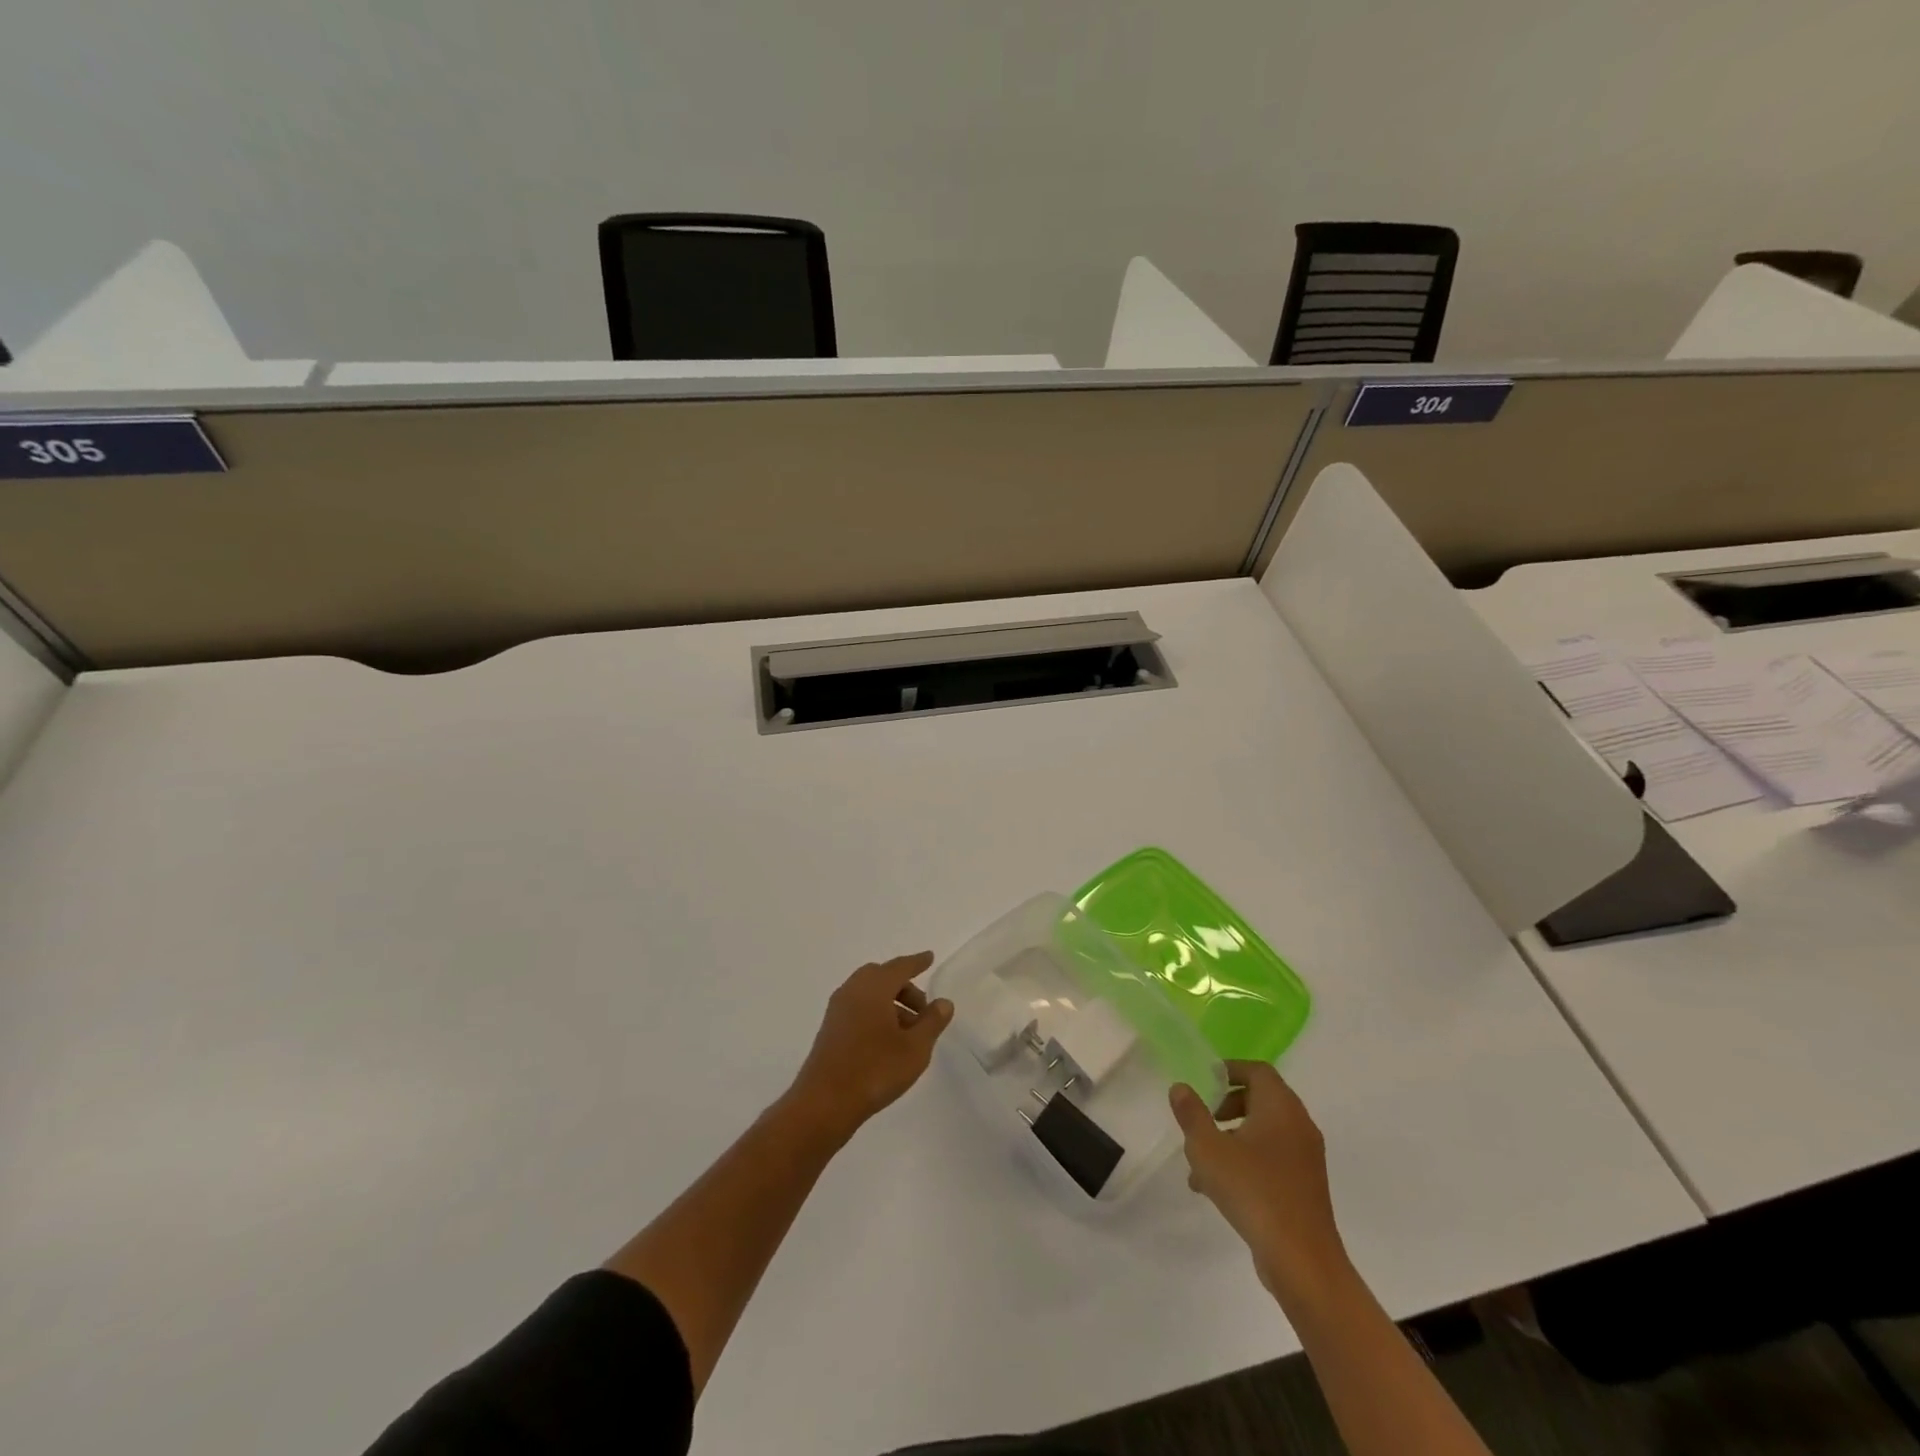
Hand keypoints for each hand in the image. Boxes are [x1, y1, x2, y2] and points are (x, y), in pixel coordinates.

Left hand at [788, 952, 952, 1142]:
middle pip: (882, 977)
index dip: (917, 962)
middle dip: (905, 988)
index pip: (900, 966)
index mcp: (873, 988)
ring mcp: (837, 1010)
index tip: (929, 957)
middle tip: (923, 1008)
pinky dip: (876, 1014)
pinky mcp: (830, 1030)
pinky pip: (858, 1009)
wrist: (824, 1103)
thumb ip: (932, 1022)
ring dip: (891, 1004)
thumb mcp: (915, 1048)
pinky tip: (888, 1041)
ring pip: (869, 994)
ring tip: (910, 1032)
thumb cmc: (875, 1070)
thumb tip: (943, 1002)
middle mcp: (852, 991)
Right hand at [1170, 1060, 1347, 1302]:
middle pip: (1261, 1099)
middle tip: (1203, 1119)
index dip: (1230, 1070)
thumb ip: (1191, 1114)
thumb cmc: (1253, 1191)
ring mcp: (1306, 1158)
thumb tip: (1181, 1087)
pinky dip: (1247, 1161)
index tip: (1205, 1082)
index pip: (1258, 1071)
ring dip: (1232, 1138)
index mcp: (1281, 1107)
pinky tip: (1218, 1189)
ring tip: (1200, 1164)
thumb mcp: (1208, 1149)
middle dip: (1227, 1105)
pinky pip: (1273, 1159)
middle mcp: (1299, 1126)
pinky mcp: (1306, 1187)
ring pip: (1264, 1132)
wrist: (1302, 1261)